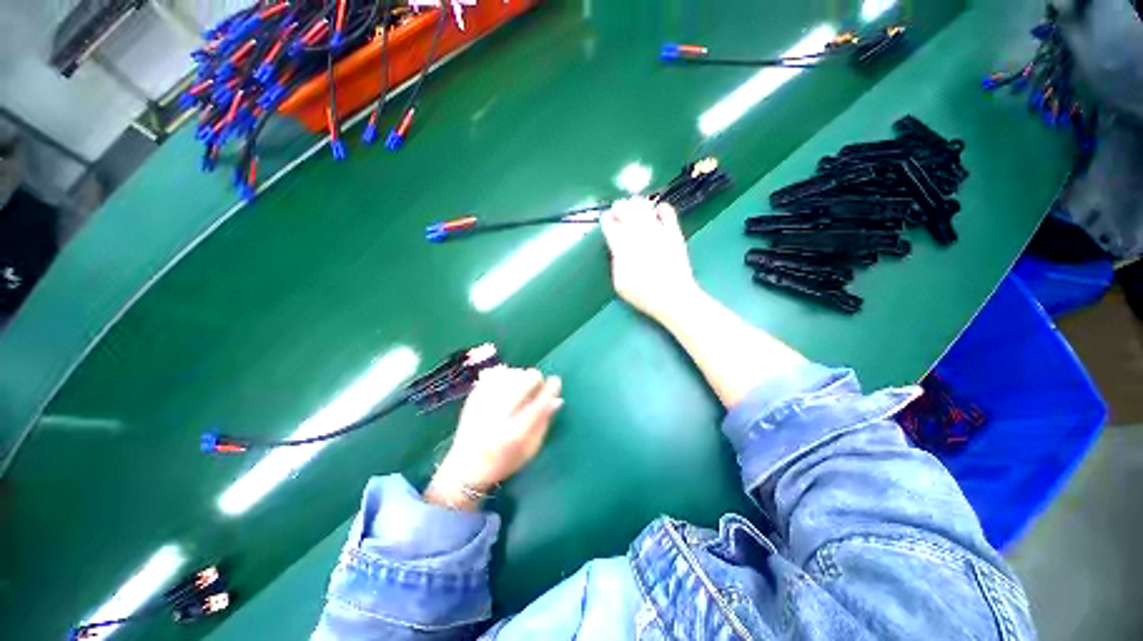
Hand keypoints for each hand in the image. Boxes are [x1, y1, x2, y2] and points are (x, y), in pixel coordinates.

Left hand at [425, 367, 562, 509]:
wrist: (465, 467)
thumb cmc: (504, 461)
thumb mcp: (530, 449)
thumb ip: (544, 422)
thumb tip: (557, 399)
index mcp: (516, 432)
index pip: (541, 400)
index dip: (552, 387)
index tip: (555, 382)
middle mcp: (501, 413)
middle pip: (528, 378)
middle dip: (536, 380)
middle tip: (536, 388)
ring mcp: (485, 402)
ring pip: (513, 372)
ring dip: (521, 376)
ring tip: (520, 388)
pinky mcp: (474, 396)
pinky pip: (495, 373)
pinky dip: (505, 374)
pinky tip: (506, 384)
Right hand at [601, 197, 700, 324]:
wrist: (673, 297)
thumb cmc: (642, 294)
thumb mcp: (619, 283)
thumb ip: (615, 262)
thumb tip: (617, 249)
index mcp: (621, 246)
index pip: (609, 224)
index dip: (606, 220)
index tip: (607, 222)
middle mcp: (638, 233)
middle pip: (625, 208)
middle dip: (619, 207)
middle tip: (618, 210)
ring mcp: (657, 230)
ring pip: (644, 207)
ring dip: (636, 204)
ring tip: (634, 207)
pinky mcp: (673, 232)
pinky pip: (667, 211)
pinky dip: (660, 208)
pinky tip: (657, 212)